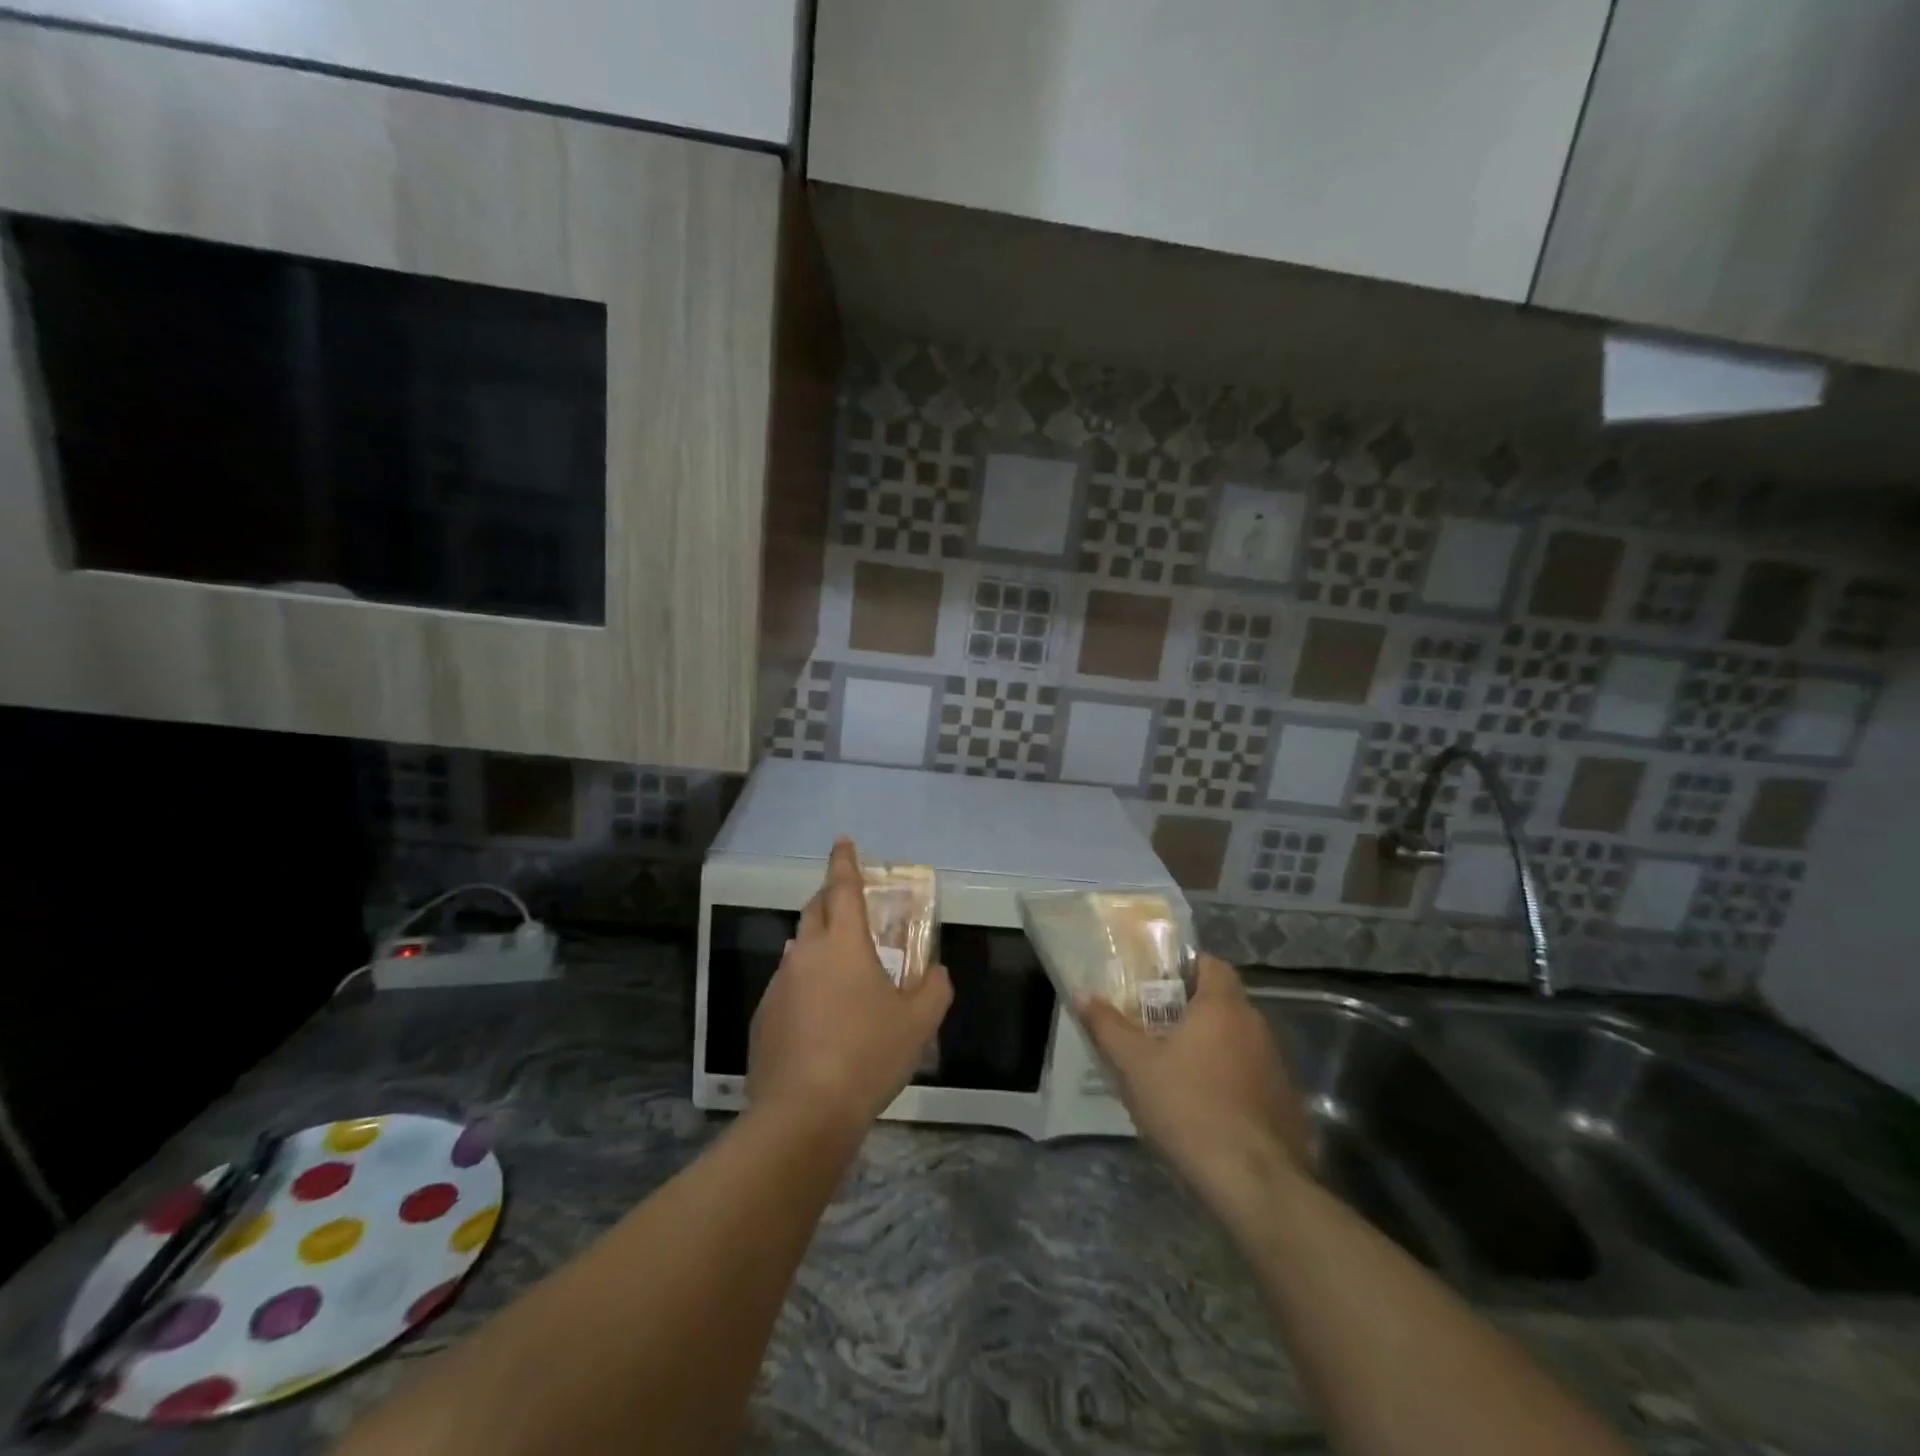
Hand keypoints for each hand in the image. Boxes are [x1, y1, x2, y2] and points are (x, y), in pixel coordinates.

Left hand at [748, 838, 952, 1131]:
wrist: (804, 1112)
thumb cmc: (868, 1055)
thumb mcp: (919, 1022)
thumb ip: (935, 988)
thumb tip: (936, 972)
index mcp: (843, 943)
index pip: (843, 887)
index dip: (844, 861)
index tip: (842, 841)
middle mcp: (805, 953)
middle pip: (815, 910)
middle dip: (830, 898)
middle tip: (847, 904)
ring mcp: (779, 984)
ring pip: (799, 949)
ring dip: (817, 946)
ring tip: (839, 969)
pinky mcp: (763, 1017)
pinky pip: (787, 986)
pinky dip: (804, 986)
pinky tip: (820, 1019)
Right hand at [1076, 954, 1310, 1206]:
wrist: (1255, 1183)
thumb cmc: (1189, 1107)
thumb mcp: (1135, 1066)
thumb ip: (1107, 1027)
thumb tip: (1082, 994)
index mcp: (1223, 1006)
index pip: (1211, 964)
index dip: (1185, 968)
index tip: (1156, 985)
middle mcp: (1256, 1027)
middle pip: (1222, 1003)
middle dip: (1190, 1012)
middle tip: (1154, 1028)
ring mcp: (1276, 1067)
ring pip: (1237, 1042)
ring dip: (1211, 1049)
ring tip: (1175, 1072)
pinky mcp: (1286, 1104)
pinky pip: (1252, 1077)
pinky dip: (1230, 1082)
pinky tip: (1205, 1110)